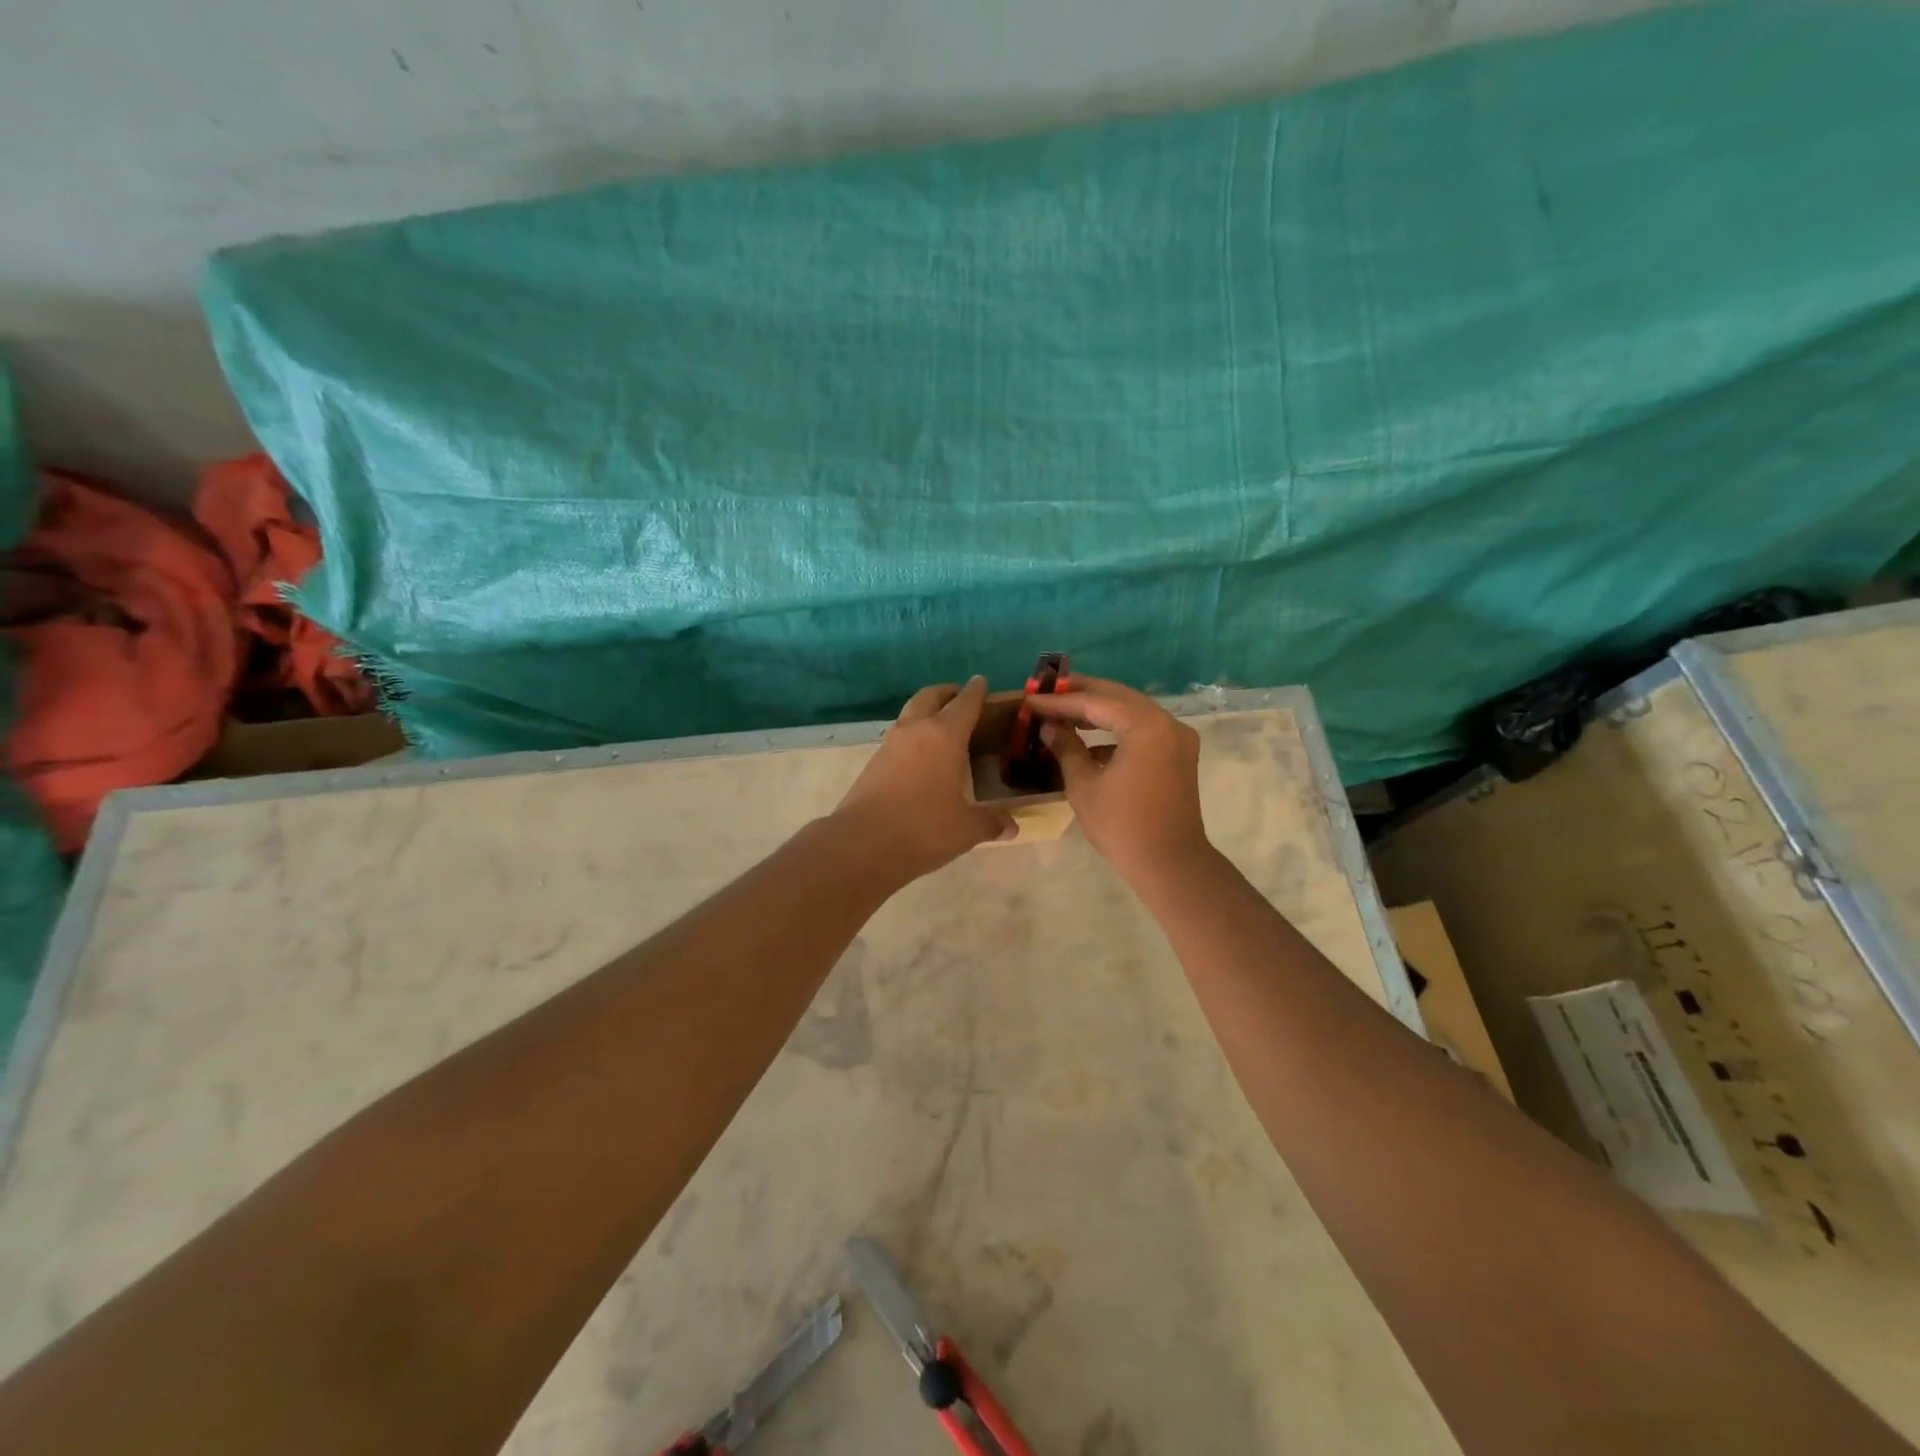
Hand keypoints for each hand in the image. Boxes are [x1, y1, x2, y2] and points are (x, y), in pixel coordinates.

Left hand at [831, 677, 1014, 880]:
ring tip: (943, 729)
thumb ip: (990, 823)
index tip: (981, 682)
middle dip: (946, 692)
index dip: (976, 691)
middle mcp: (916, 730)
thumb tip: (1012, 826)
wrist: (862, 843)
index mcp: (944, 735)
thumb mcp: (966, 829)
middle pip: (930, 696)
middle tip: (960, 698)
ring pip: (911, 714)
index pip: (965, 702)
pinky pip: (898, 737)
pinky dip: (913, 736)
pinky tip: (922, 757)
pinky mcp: (873, 763)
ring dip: (926, 712)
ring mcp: (890, 744)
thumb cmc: (923, 828)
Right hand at [1024, 677, 1210, 887]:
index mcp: (1145, 726)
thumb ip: (1066, 748)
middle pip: (1118, 697)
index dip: (1060, 701)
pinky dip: (1117, 728)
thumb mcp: (1084, 785)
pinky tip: (1089, 739)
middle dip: (1081, 694)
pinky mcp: (1178, 754)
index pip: (1095, 702)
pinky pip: (1143, 728)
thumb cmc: (1122, 826)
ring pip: (1132, 710)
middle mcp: (1167, 722)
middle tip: (1047, 692)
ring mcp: (1177, 738)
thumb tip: (1049, 726)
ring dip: (1099, 709)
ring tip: (1064, 711)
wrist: (1170, 864)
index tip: (1031, 700)